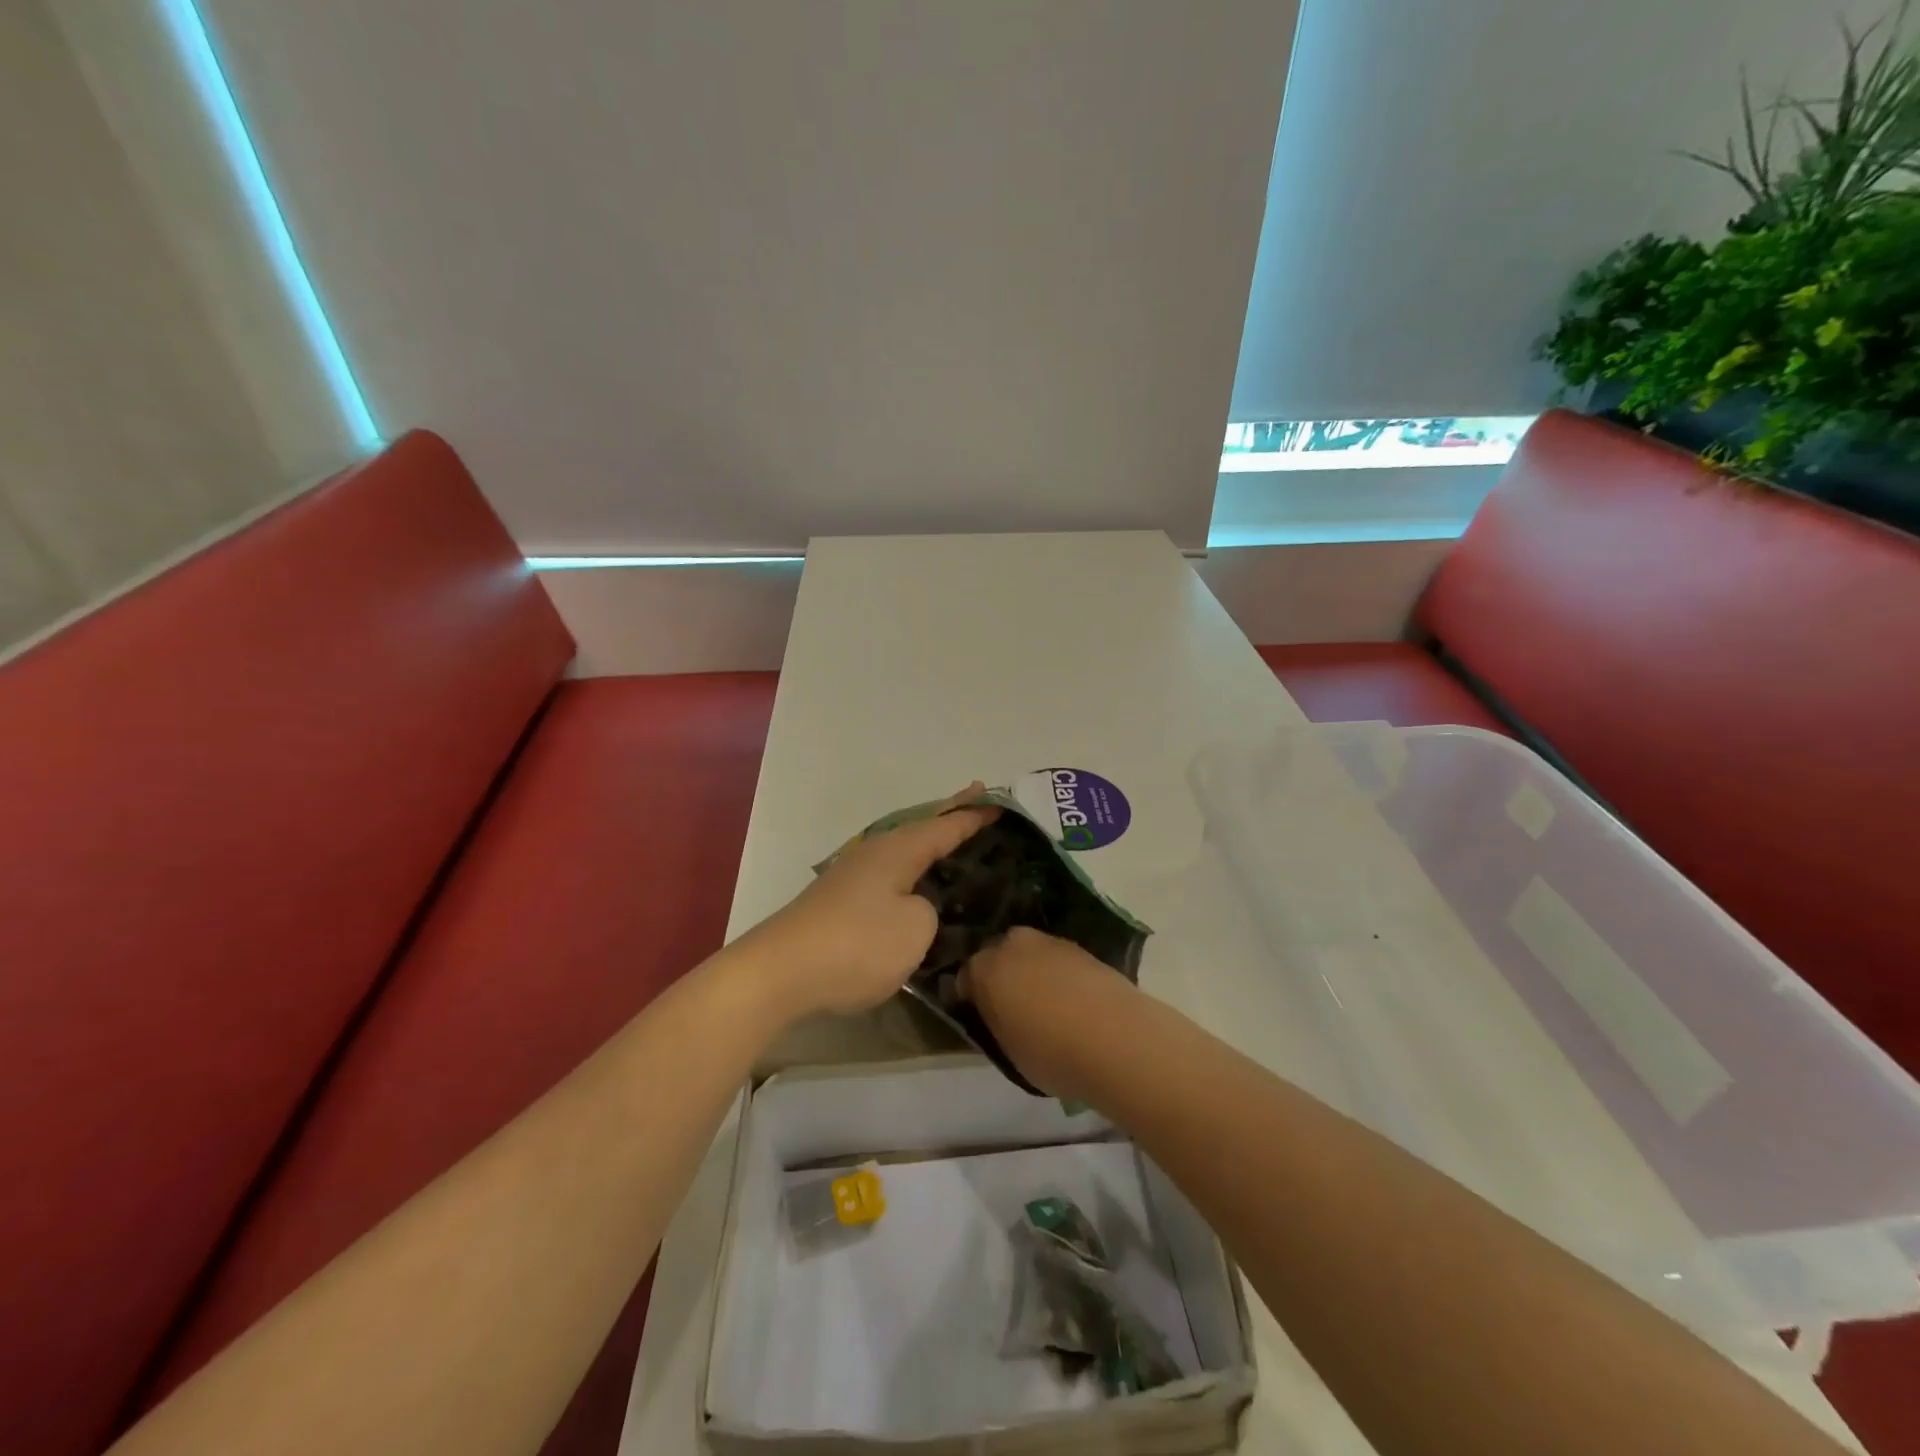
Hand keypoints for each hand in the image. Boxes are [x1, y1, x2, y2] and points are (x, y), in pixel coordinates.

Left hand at [749, 785, 998, 1019]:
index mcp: (898, 850)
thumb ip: (929, 910)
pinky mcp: (840, 901)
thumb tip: (915, 908)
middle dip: (949, 818)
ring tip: (953, 845)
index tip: (999, 803)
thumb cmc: (857, 944)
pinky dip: (911, 872)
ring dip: (929, 846)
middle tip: (977, 804)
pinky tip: (916, 886)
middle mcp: (875, 853)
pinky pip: (890, 875)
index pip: (945, 825)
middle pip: (921, 829)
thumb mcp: (915, 928)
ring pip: (903, 852)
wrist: (780, 972)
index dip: (973, 816)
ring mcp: (853, 876)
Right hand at [962, 927, 1138, 1099]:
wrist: (1117, 1039)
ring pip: (1030, 954)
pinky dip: (1059, 975)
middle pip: (998, 954)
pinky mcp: (1083, 948)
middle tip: (1011, 1006)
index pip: (966, 976)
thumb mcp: (1007, 1048)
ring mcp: (1051, 942)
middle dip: (1001, 974)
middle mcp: (1013, 944)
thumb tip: (995, 1010)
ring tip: (1045, 1005)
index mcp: (985, 967)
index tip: (980, 1015)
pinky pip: (1058, 960)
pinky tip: (1070, 1000)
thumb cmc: (1050, 1052)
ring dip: (1031, 971)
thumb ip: (995, 1020)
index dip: (971, 996)